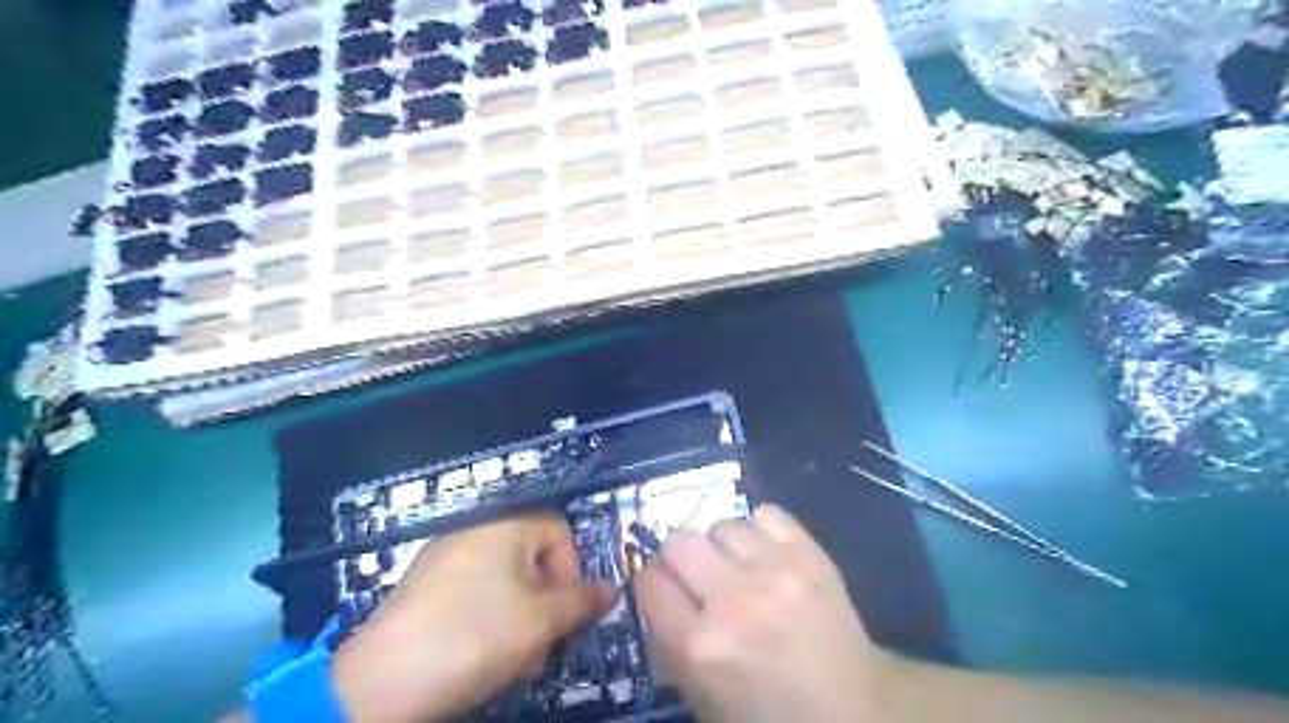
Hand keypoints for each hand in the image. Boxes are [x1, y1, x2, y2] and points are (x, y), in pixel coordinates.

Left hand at [327, 515, 616, 722]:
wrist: (380, 682)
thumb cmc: (475, 637)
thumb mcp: (541, 621)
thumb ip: (582, 601)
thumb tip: (612, 590)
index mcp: (506, 525)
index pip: (560, 532)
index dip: (573, 570)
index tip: (567, 612)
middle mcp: (475, 530)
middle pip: (532, 559)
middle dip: (546, 603)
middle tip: (542, 645)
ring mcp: (444, 557)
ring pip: (504, 581)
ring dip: (520, 617)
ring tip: (513, 660)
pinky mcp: (423, 586)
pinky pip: (473, 592)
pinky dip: (487, 619)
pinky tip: (479, 655)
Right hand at [632, 502, 885, 722]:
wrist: (854, 709)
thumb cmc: (770, 713)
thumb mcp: (702, 697)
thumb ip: (670, 645)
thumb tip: (658, 595)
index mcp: (699, 647)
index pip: (648, 581)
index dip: (653, 584)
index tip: (665, 589)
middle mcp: (733, 600)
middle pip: (678, 541)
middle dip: (681, 558)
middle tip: (698, 575)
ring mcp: (775, 571)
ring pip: (722, 524)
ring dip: (723, 546)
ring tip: (739, 566)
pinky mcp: (810, 553)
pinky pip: (766, 513)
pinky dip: (761, 530)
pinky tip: (768, 553)